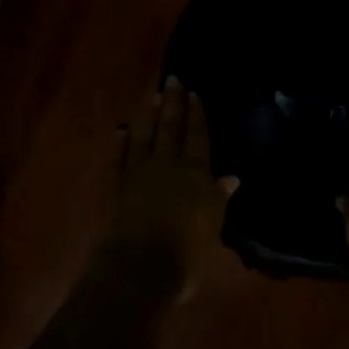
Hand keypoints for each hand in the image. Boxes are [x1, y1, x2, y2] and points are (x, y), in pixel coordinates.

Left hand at [105, 78, 238, 298]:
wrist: (138, 269)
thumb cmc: (185, 254)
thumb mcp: (211, 227)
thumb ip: (218, 199)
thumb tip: (231, 178)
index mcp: (195, 174)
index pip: (198, 137)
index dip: (197, 115)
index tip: (195, 93)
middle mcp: (167, 166)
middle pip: (171, 128)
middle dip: (173, 103)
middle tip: (173, 79)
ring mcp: (139, 174)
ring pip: (145, 136)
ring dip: (148, 115)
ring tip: (151, 95)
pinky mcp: (117, 187)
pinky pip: (119, 158)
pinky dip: (121, 143)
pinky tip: (121, 131)